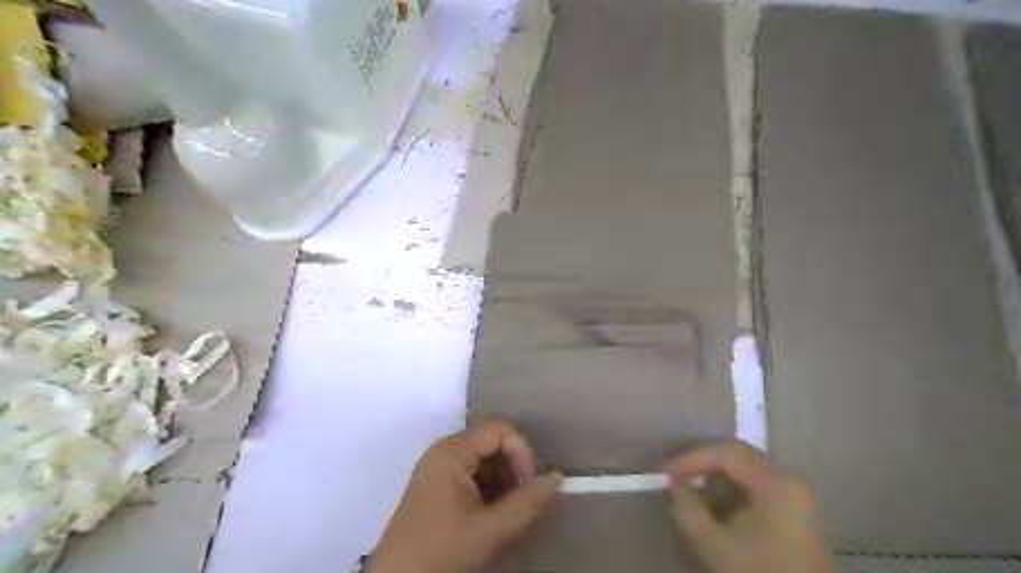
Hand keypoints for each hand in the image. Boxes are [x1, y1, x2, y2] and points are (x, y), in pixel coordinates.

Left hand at [369, 419, 562, 572]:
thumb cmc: (441, 551)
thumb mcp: (490, 530)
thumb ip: (527, 502)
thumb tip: (557, 477)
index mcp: (451, 451)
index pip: (499, 430)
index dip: (522, 452)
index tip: (531, 484)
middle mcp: (443, 450)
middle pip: (491, 442)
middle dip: (513, 467)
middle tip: (523, 499)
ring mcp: (438, 467)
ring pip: (483, 459)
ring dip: (503, 480)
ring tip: (509, 510)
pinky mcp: (436, 484)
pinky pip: (471, 473)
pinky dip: (488, 488)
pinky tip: (493, 513)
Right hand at [668, 442, 840, 572]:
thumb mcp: (714, 545)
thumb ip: (687, 508)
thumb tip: (675, 484)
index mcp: (777, 482)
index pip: (727, 452)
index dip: (691, 457)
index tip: (664, 471)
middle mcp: (790, 479)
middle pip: (738, 455)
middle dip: (701, 461)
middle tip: (672, 471)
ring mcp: (796, 495)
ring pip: (745, 469)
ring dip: (713, 476)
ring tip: (686, 487)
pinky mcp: (794, 512)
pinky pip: (755, 486)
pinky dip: (729, 490)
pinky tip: (710, 504)